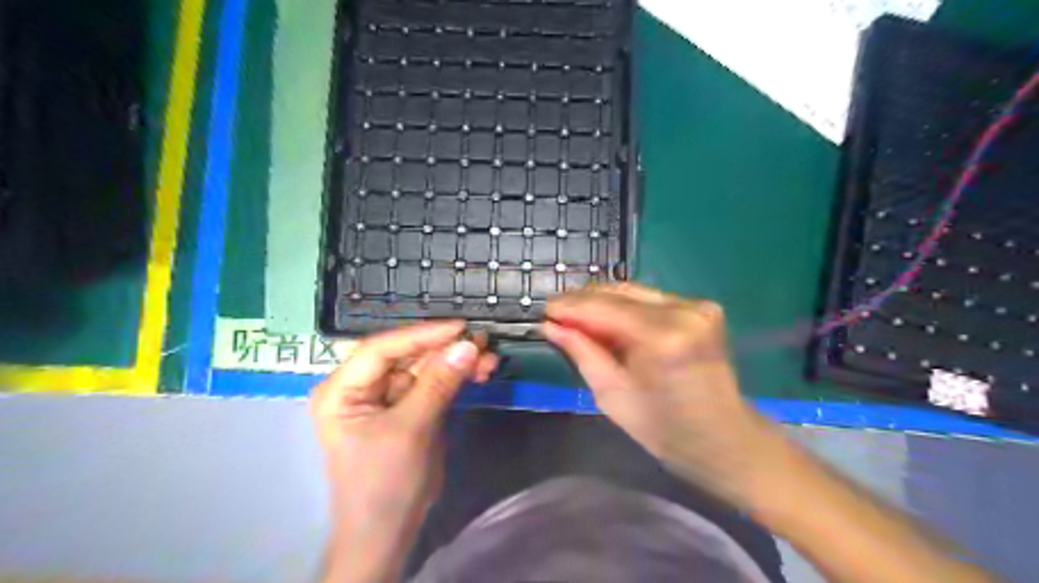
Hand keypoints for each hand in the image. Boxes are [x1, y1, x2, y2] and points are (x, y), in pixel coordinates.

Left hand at [309, 320, 496, 582]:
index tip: (459, 328)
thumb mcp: (411, 430)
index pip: (381, 349)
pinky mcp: (410, 408)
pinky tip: (480, 372)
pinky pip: (435, 384)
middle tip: (482, 342)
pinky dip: (457, 378)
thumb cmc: (385, 484)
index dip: (421, 334)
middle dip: (445, 350)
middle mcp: (362, 387)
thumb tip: (468, 345)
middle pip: (407, 355)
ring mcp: (388, 397)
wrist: (389, 534)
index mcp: (342, 390)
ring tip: (489, 359)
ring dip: (456, 362)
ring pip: (425, 367)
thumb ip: (438, 384)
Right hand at [548, 285, 784, 506]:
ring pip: (634, 291)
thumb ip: (582, 352)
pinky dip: (624, 306)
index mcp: (663, 338)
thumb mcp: (612, 395)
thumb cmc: (664, 429)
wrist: (724, 438)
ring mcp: (697, 306)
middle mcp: (683, 311)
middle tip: (555, 313)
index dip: (570, 307)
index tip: (544, 311)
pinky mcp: (701, 307)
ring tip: (575, 315)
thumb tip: (551, 326)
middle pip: (619, 293)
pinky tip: (606, 318)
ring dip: (602, 301)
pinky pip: (650, 299)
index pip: (605, 308)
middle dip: (583, 301)